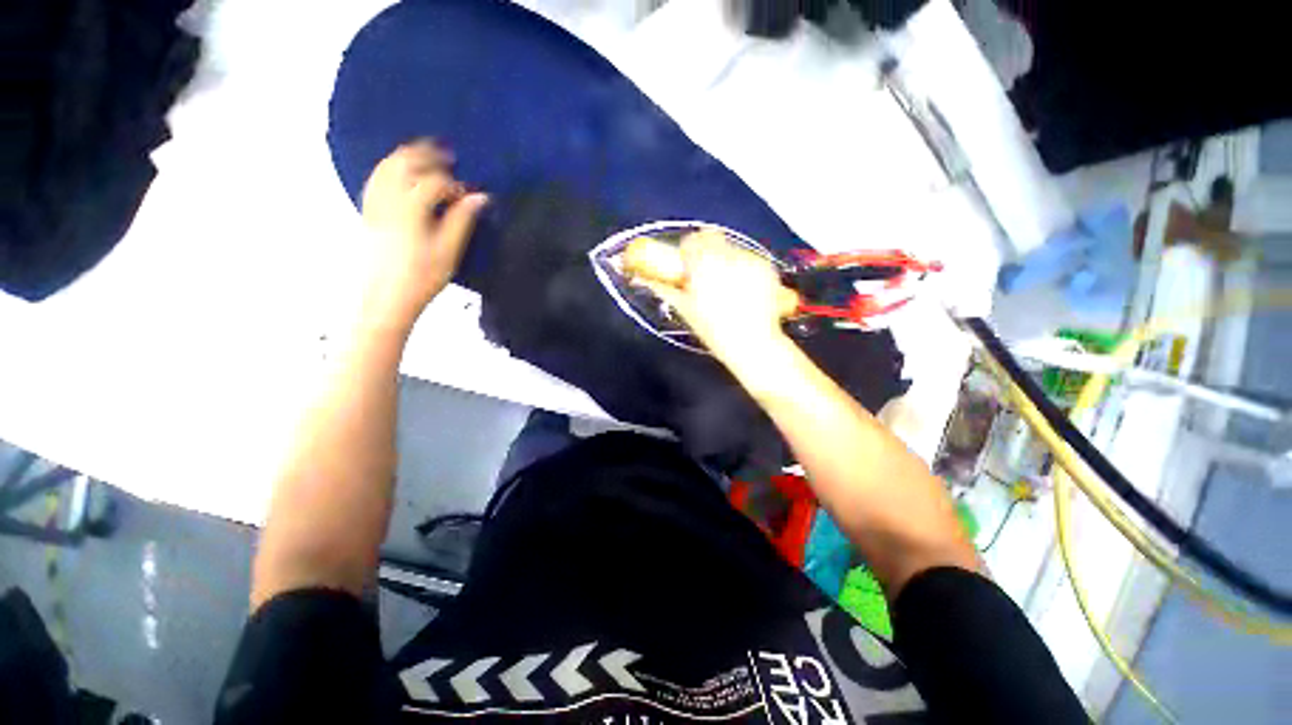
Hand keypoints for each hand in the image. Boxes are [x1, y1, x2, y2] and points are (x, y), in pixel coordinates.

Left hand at [359, 140, 487, 330]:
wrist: (386, 298)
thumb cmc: (422, 277)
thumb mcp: (449, 251)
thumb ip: (462, 219)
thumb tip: (480, 197)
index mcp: (411, 208)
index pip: (434, 182)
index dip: (454, 184)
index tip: (468, 193)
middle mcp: (388, 200)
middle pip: (405, 164)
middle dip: (426, 154)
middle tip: (446, 153)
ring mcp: (374, 204)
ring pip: (386, 167)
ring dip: (406, 156)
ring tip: (423, 153)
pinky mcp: (368, 212)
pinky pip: (375, 179)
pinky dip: (388, 167)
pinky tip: (398, 170)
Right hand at [642, 229, 792, 369]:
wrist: (752, 343)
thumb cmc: (714, 330)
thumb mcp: (685, 309)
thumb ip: (663, 288)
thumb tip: (641, 277)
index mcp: (703, 264)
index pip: (692, 240)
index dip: (688, 251)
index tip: (688, 265)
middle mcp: (727, 255)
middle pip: (712, 238)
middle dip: (706, 253)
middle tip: (705, 276)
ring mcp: (750, 259)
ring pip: (731, 249)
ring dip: (725, 261)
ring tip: (727, 289)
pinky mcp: (766, 267)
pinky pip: (749, 259)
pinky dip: (743, 270)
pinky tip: (743, 291)